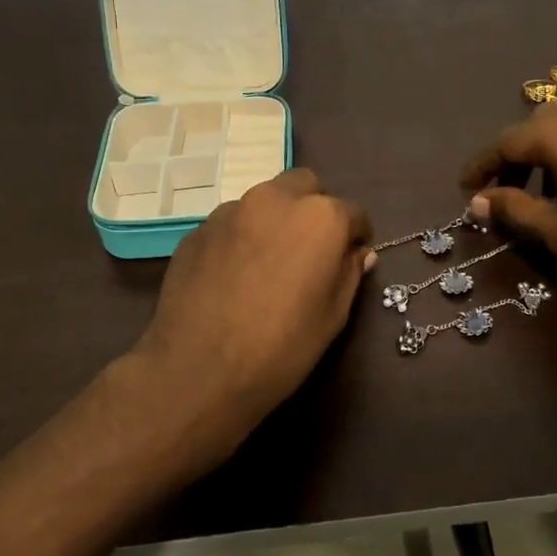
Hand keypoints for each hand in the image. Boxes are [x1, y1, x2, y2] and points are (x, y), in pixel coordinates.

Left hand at [131, 168, 372, 453]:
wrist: (199, 370)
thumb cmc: (282, 347)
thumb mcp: (333, 316)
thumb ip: (349, 273)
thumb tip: (358, 253)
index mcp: (320, 217)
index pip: (353, 212)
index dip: (356, 236)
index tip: (351, 258)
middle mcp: (275, 200)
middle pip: (305, 186)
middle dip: (315, 209)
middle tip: (312, 249)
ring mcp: (231, 211)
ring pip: (265, 200)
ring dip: (276, 220)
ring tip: (270, 262)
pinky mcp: (198, 230)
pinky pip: (233, 223)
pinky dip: (243, 237)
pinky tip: (236, 275)